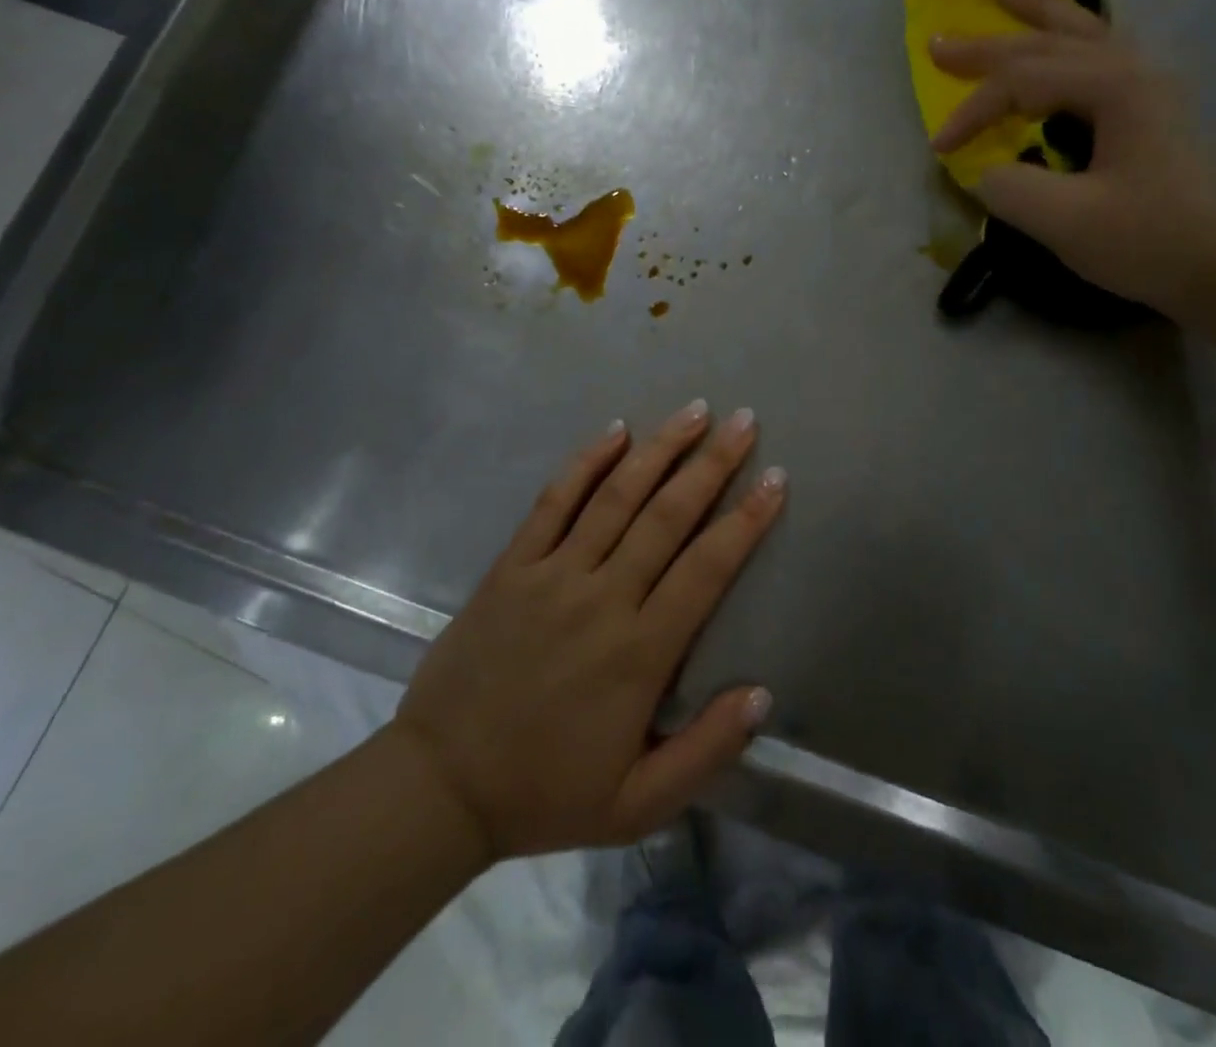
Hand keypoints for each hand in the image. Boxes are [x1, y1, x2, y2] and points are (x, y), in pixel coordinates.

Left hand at [390, 402, 783, 862]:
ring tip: (694, 411)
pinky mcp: (512, 566)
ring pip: (616, 497)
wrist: (440, 787)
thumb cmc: (547, 793)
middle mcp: (601, 598)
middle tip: (744, 421)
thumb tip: (762, 693)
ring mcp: (552, 575)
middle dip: (712, 464)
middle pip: (667, 516)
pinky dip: (586, 463)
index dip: (746, 520)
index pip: (706, 568)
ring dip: (659, 449)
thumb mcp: (638, 804)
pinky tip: (615, 430)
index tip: (775, 479)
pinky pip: (553, 502)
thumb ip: (706, 750)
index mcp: (639, 652)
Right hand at [929, 0, 1215, 321]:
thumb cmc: (1151, 240)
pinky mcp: (1153, 108)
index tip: (939, 150)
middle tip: (939, 40)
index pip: (1021, 82)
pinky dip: (1070, 37)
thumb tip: (984, 171)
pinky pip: (1101, 52)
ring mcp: (1148, 85)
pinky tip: (1064, 35)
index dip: (972, 112)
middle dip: (988, 44)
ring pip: (1082, 33)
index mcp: (1112, 87)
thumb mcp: (1068, 222)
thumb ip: (1011, 189)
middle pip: (1047, 43)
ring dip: (1037, 13)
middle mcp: (1132, 69)